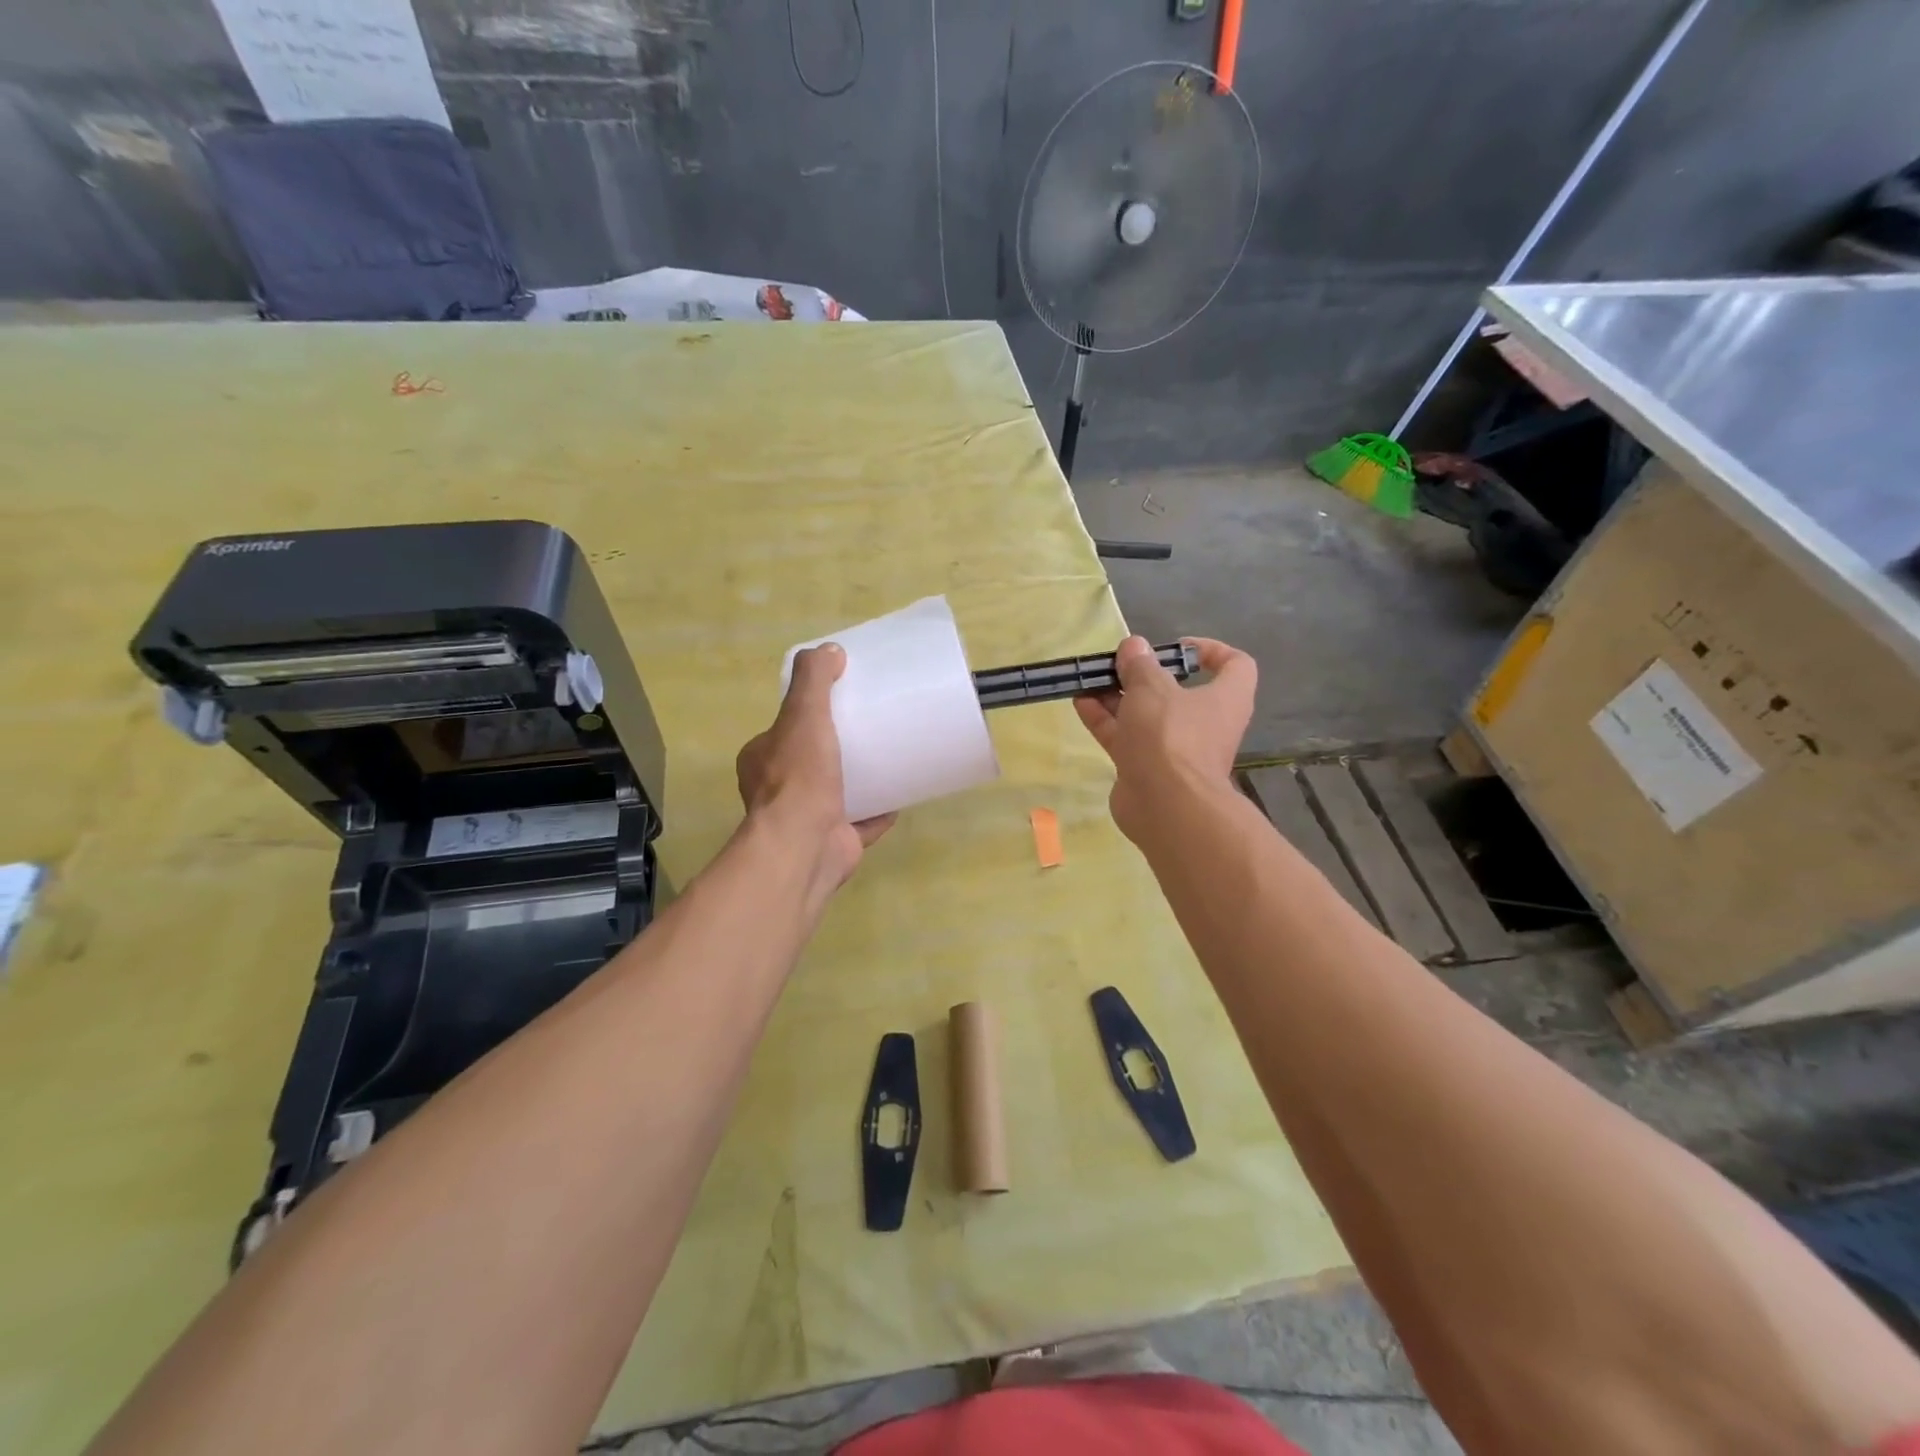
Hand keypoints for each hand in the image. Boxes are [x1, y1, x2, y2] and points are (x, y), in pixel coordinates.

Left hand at [736, 643, 895, 891]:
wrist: (805, 846)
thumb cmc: (799, 777)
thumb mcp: (803, 714)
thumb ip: (814, 680)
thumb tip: (830, 650)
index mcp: (762, 759)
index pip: (784, 730)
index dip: (808, 715)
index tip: (839, 703)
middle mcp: (778, 791)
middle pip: (812, 761)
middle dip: (837, 748)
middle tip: (871, 728)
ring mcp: (807, 819)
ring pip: (836, 792)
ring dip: (859, 779)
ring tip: (889, 757)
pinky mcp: (835, 841)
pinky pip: (862, 821)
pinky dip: (879, 811)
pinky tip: (901, 796)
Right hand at [1074, 636, 1256, 842]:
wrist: (1165, 807)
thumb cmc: (1170, 736)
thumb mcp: (1152, 688)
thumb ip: (1140, 665)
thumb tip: (1134, 646)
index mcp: (1224, 698)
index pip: (1235, 665)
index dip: (1210, 650)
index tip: (1176, 647)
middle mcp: (1204, 723)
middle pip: (1177, 691)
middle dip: (1145, 675)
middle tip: (1119, 664)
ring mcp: (1174, 748)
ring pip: (1146, 715)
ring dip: (1118, 697)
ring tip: (1090, 680)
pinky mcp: (1148, 768)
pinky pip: (1127, 736)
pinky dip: (1106, 720)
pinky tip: (1081, 703)